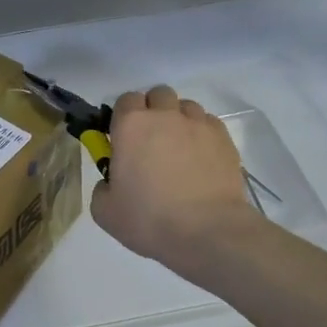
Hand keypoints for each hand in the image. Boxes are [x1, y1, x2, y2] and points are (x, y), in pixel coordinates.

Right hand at [90, 86, 262, 268]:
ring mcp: (198, 124)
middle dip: (153, 111)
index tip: (124, 139)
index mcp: (131, 125)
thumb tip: (112, 181)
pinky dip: (202, 134)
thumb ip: (102, 187)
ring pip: (186, 107)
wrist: (207, 231)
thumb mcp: (105, 211)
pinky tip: (201, 159)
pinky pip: (208, 123)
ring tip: (179, 150)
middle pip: (158, 95)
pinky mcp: (224, 139)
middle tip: (151, 142)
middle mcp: (165, 115)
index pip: (125, 100)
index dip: (124, 117)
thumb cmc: (149, 219)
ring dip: (179, 120)